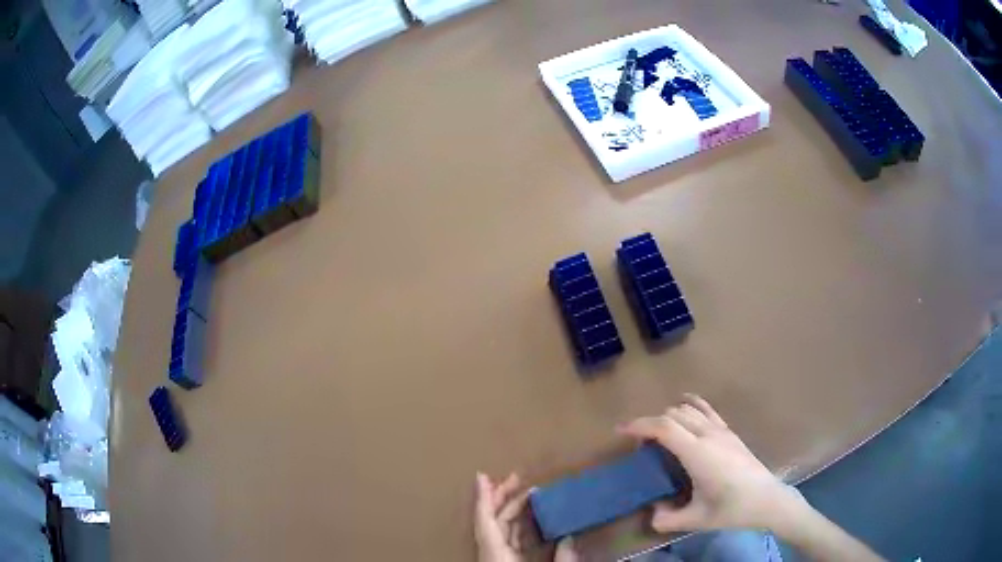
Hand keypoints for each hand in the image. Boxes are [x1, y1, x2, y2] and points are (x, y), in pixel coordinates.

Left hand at [474, 472, 579, 561]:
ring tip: (528, 494)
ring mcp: (496, 558)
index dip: (484, 497)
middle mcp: (491, 554)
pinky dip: (515, 526)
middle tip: (517, 478)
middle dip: (503, 497)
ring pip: (499, 529)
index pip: (486, 520)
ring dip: (511, 510)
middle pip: (492, 521)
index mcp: (495, 554)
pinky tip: (528, 518)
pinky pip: (506, 540)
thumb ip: (562, 556)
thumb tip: (569, 537)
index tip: (482, 475)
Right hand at [618, 394, 807, 534]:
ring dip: (669, 416)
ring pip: (689, 408)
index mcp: (698, 453)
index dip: (640, 425)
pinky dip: (690, 406)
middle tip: (640, 446)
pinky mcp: (730, 432)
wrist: (767, 499)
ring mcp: (722, 430)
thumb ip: (667, 519)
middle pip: (673, 414)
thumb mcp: (696, 520)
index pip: (664, 427)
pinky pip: (706, 409)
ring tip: (660, 436)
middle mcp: (709, 434)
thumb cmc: (732, 509)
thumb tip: (652, 513)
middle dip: (651, 424)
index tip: (621, 430)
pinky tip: (685, 412)